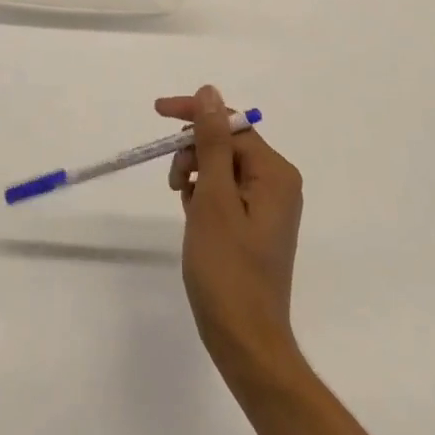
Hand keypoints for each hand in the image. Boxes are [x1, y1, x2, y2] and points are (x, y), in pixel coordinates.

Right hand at [159, 86, 304, 393]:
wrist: (245, 342)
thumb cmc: (227, 269)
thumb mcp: (213, 199)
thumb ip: (211, 142)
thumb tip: (210, 92)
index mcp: (275, 172)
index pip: (230, 123)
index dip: (193, 115)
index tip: (157, 112)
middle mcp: (277, 182)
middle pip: (226, 143)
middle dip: (194, 153)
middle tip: (174, 183)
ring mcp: (268, 206)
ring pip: (221, 167)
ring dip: (196, 175)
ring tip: (184, 206)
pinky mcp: (255, 225)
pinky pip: (225, 192)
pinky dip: (203, 196)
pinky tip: (192, 216)